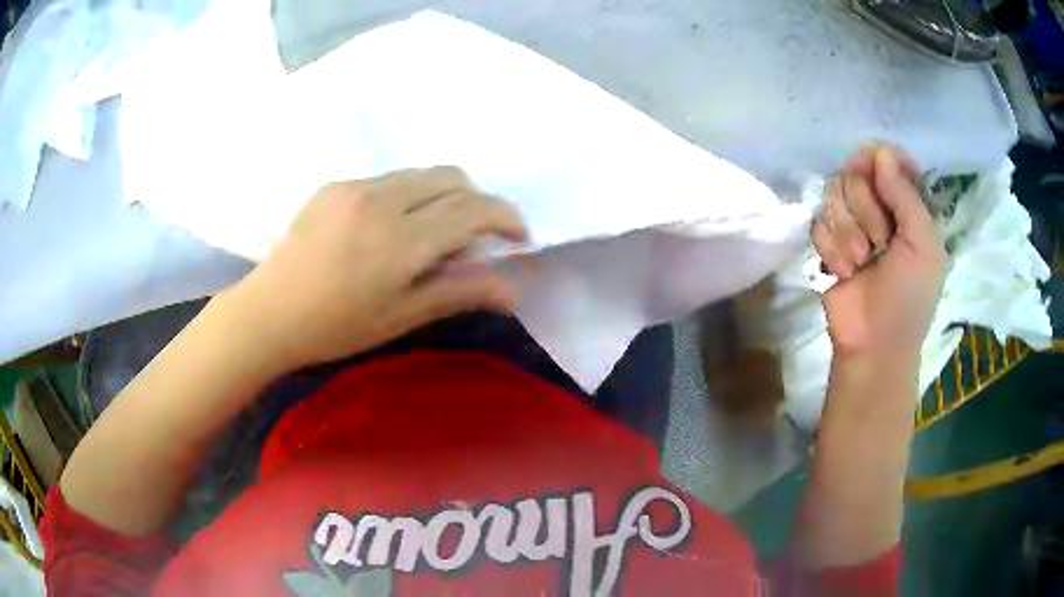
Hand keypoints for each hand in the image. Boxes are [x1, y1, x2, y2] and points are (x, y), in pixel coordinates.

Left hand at [230, 167, 526, 370]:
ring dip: (442, 196)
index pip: (472, 210)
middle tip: (475, 235)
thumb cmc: (335, 327)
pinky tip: (388, 228)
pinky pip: (388, 179)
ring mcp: (354, 187)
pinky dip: (407, 195)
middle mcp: (381, 200)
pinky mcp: (335, 184)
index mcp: (400, 242)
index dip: (505, 217)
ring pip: (420, 174)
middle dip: (477, 200)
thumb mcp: (400, 317)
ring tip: (430, 232)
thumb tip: (512, 288)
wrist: (268, 313)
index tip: (518, 235)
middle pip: (452, 178)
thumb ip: (458, 292)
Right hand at [812, 145, 946, 364]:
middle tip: (879, 242)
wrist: (874, 345)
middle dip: (865, 208)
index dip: (881, 162)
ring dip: (847, 232)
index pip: (888, 158)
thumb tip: (880, 151)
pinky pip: (817, 221)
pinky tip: (842, 272)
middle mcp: (878, 206)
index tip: (881, 179)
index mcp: (907, 205)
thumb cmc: (909, 298)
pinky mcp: (825, 242)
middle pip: (855, 170)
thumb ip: (906, 195)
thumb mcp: (923, 246)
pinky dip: (831, 249)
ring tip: (860, 263)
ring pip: (833, 192)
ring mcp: (850, 223)